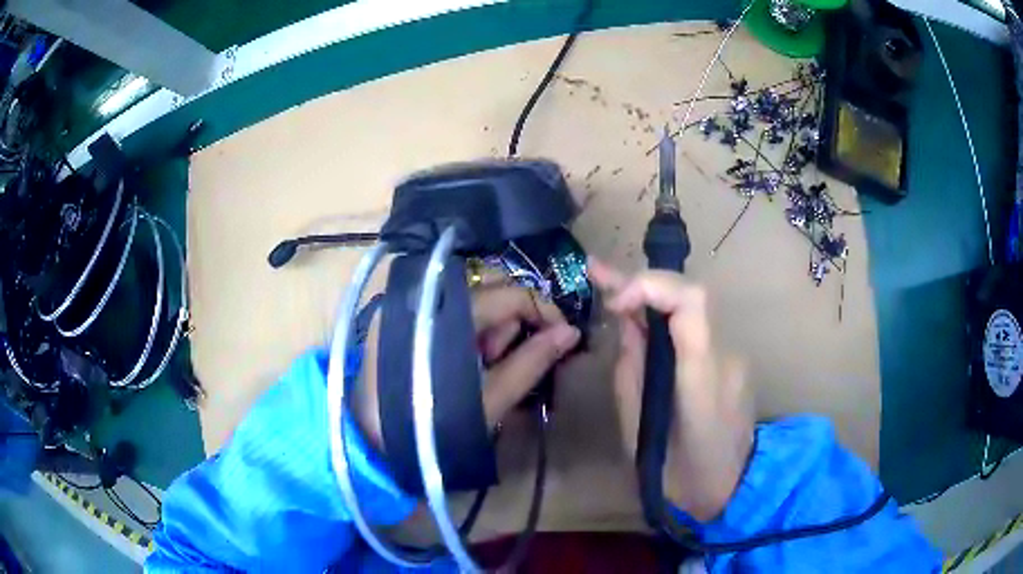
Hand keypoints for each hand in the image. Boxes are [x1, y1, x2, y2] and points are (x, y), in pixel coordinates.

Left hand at [355, 284, 580, 449]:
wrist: (373, 443)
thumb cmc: (437, 427)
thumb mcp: (492, 398)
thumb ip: (533, 361)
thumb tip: (571, 333)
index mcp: (449, 313)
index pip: (511, 294)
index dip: (544, 311)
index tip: (562, 337)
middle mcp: (425, 296)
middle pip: (490, 289)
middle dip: (510, 323)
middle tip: (506, 361)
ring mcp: (407, 304)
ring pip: (468, 298)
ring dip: (487, 328)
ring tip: (481, 368)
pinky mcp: (397, 317)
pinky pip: (445, 310)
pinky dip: (464, 331)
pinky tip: (460, 362)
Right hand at [589, 259, 753, 521]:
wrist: (732, 488)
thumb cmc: (679, 475)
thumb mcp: (638, 435)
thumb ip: (631, 375)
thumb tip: (628, 326)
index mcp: (702, 380)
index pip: (692, 305)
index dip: (651, 287)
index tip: (615, 304)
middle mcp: (725, 357)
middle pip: (692, 295)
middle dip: (643, 282)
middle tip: (597, 272)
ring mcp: (734, 356)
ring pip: (693, 308)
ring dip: (652, 295)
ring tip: (610, 288)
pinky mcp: (732, 360)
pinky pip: (696, 328)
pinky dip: (665, 317)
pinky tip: (641, 321)